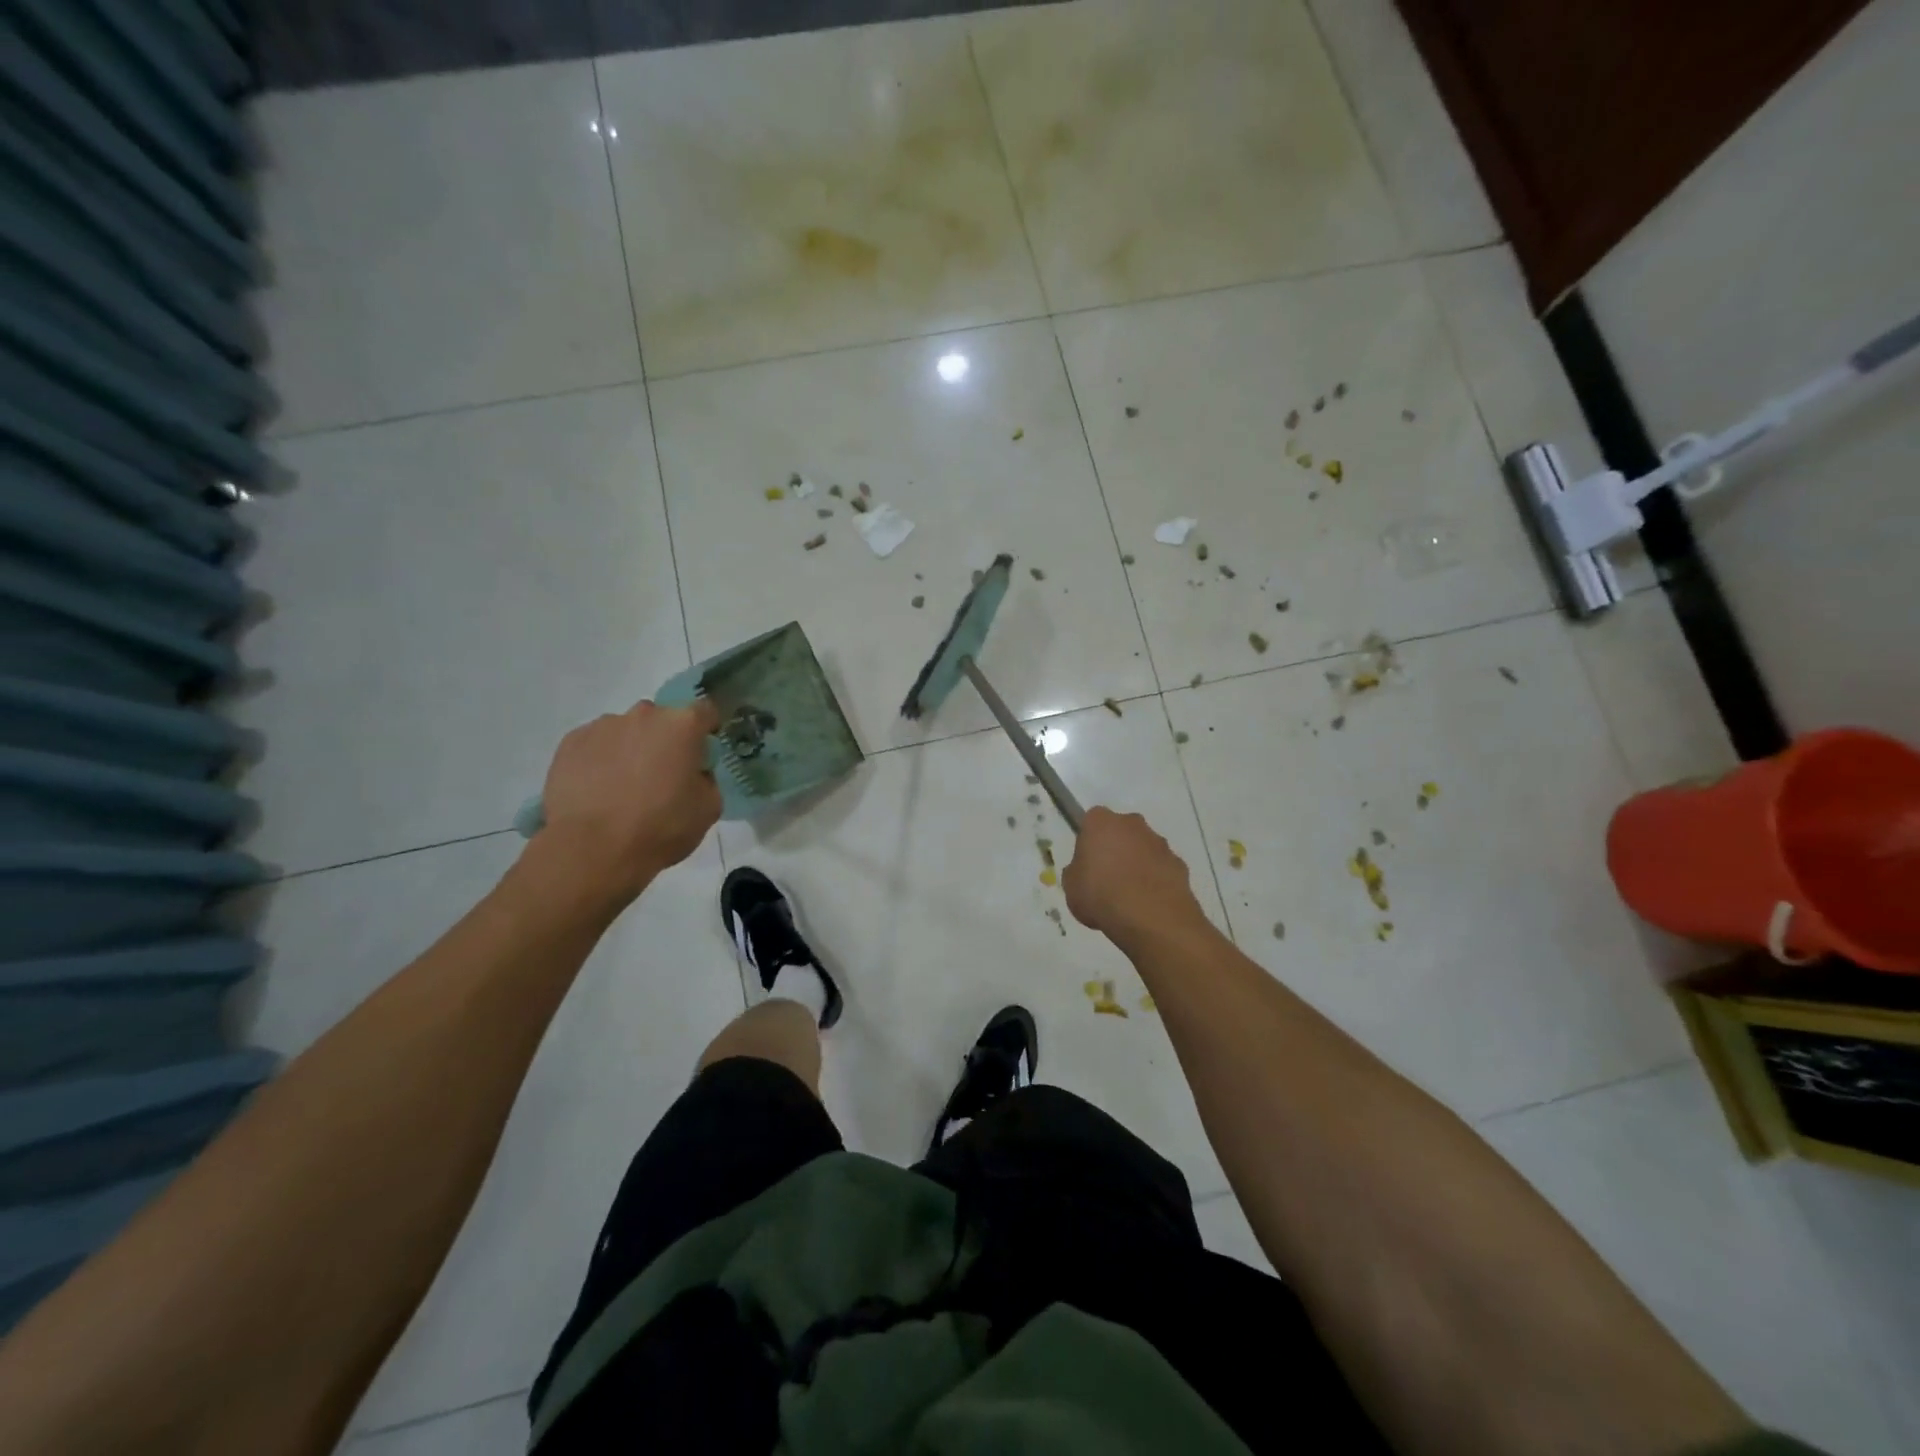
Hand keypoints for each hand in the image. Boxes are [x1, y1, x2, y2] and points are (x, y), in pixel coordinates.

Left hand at [536, 698, 721, 903]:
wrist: (593, 850)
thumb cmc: (661, 827)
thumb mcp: (708, 808)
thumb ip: (706, 779)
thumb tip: (693, 773)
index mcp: (682, 725)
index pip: (705, 711)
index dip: (706, 731)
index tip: (701, 754)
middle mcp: (643, 714)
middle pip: (662, 719)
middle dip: (665, 741)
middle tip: (661, 776)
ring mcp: (603, 726)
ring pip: (626, 731)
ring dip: (631, 749)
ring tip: (622, 788)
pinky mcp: (570, 743)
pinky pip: (595, 744)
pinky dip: (600, 760)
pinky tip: (598, 791)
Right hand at [1063, 807, 1205, 944]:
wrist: (1151, 918)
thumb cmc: (1101, 896)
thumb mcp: (1071, 887)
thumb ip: (1077, 872)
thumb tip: (1086, 871)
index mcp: (1101, 822)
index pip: (1091, 821)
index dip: (1088, 841)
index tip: (1087, 862)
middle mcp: (1132, 823)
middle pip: (1121, 830)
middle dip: (1116, 847)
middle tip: (1107, 877)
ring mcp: (1160, 843)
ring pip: (1144, 848)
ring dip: (1138, 863)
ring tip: (1130, 896)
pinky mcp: (1179, 864)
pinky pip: (1162, 868)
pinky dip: (1156, 879)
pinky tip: (1149, 903)